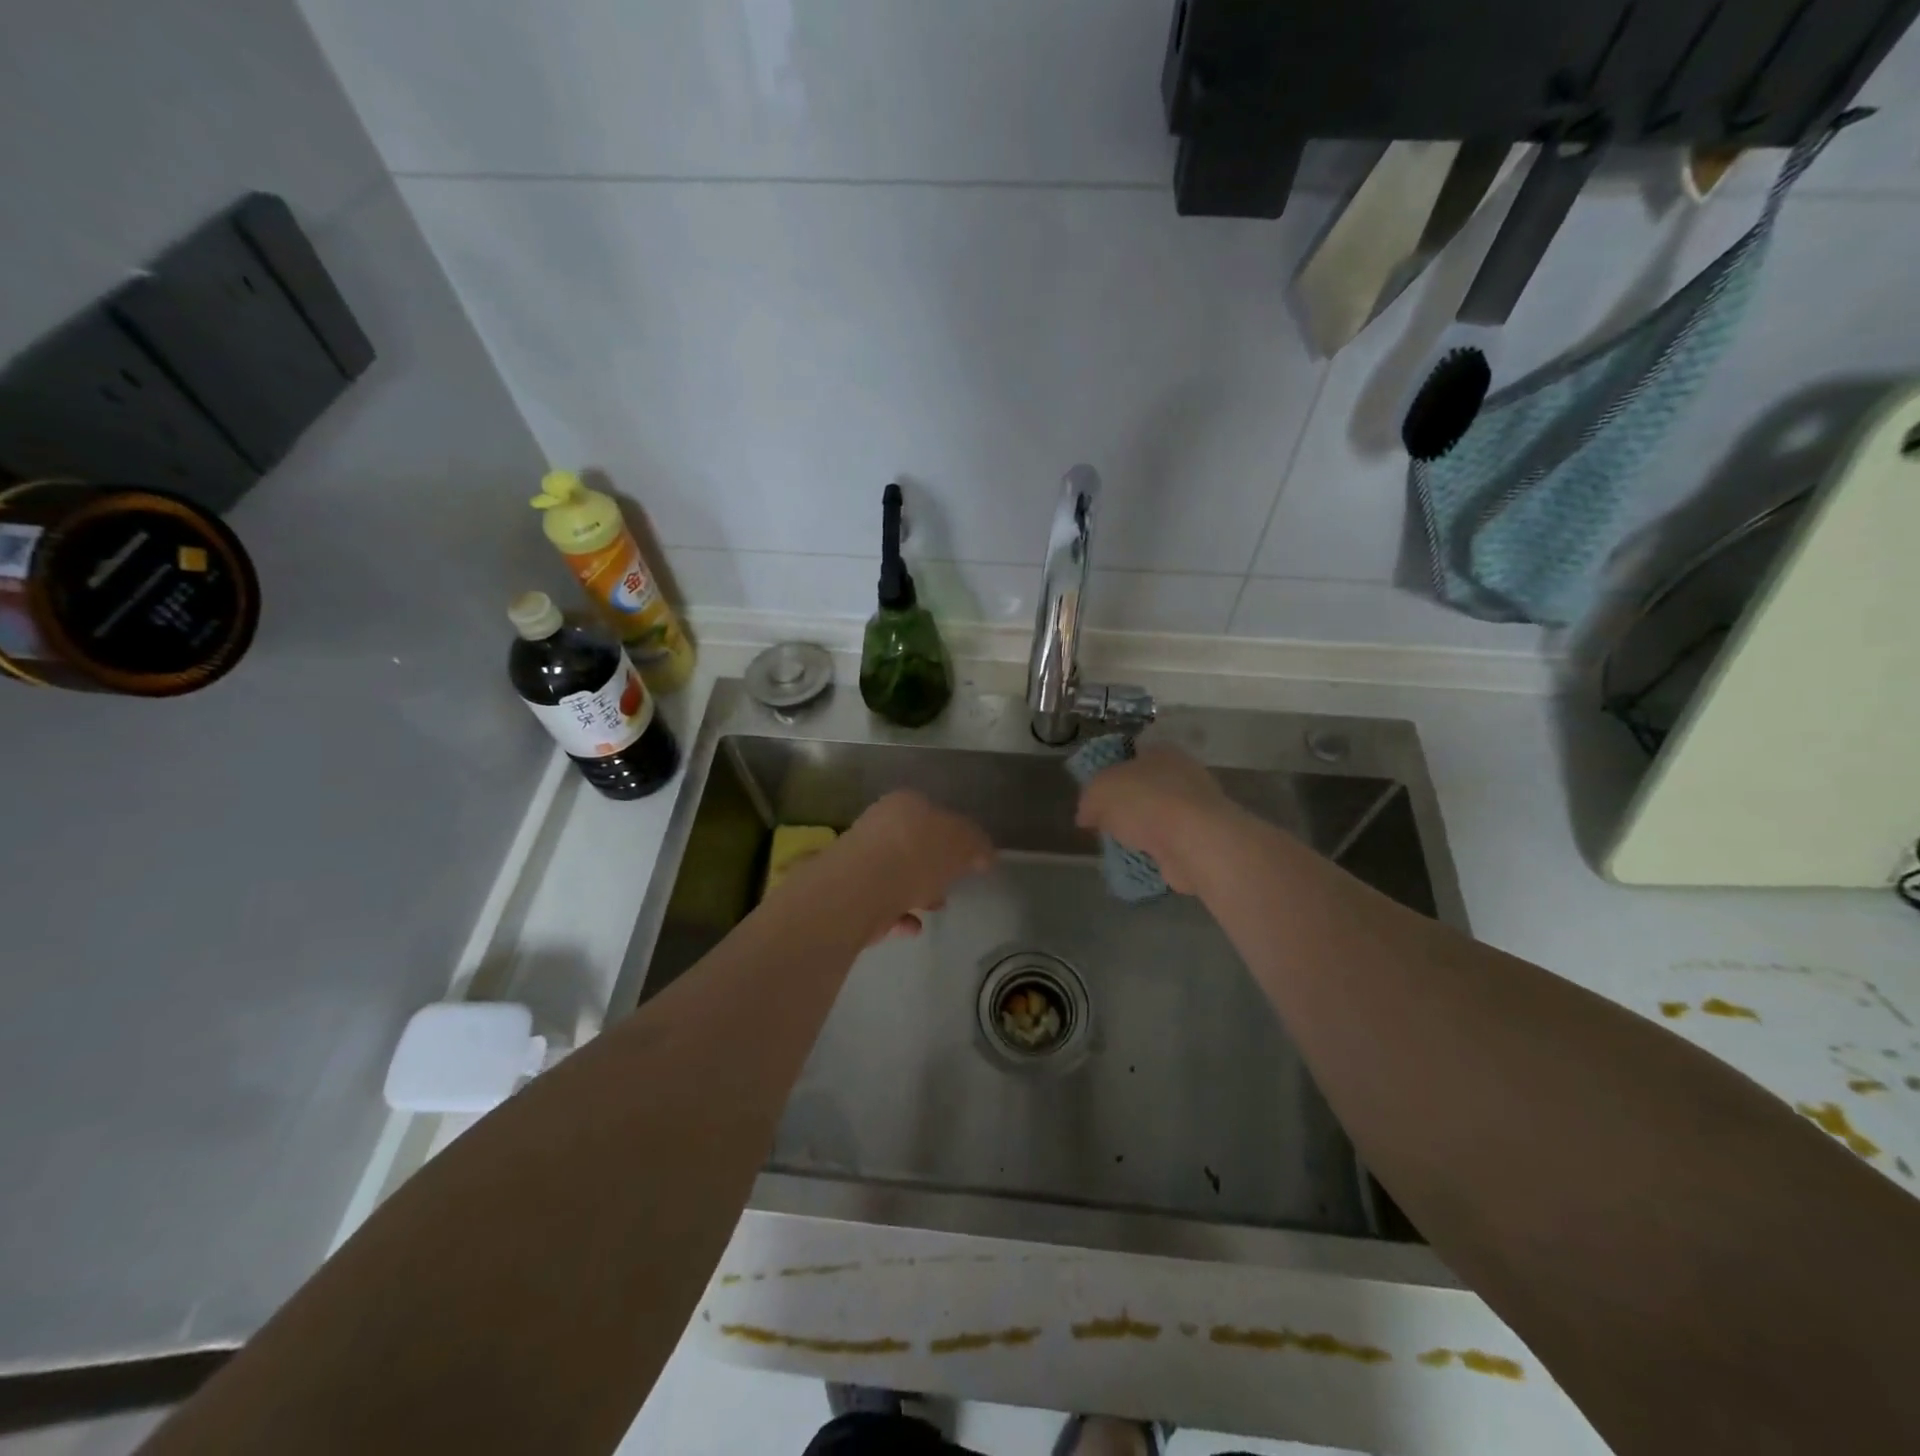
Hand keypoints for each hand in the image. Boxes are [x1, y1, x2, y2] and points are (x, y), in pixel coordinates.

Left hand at [837, 791, 995, 943]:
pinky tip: (912, 927)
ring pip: (895, 875)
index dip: (954, 838)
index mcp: (905, 804)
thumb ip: (976, 845)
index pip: (934, 814)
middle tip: (950, 887)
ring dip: (916, 893)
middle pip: (913, 846)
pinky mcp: (848, 893)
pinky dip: (898, 915)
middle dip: (933, 868)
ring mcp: (859, 859)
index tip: (968, 862)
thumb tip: (983, 854)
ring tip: (933, 909)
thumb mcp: (962, 844)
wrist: (860, 889)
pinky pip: (880, 904)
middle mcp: (878, 825)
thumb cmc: (916, 855)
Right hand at [1074, 745, 1233, 895]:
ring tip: (1119, 846)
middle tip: (1102, 822)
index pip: (1131, 754)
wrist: (1194, 842)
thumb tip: (1087, 815)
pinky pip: (1169, 843)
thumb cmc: (1145, 802)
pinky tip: (1139, 860)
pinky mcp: (1202, 839)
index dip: (1109, 772)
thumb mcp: (1099, 790)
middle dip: (1124, 805)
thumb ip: (1089, 798)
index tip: (1094, 794)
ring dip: (1140, 831)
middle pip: (1144, 787)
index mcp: (1160, 751)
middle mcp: (1183, 773)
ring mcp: (1196, 808)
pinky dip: (1155, 852)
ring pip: (1157, 816)